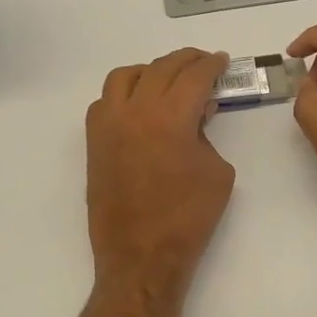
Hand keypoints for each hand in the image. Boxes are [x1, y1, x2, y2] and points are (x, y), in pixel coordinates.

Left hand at [86, 48, 235, 305]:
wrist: (141, 256)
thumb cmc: (188, 218)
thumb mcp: (217, 172)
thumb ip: (207, 134)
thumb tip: (197, 114)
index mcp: (170, 117)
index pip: (194, 76)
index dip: (212, 65)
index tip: (221, 61)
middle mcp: (135, 111)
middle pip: (161, 68)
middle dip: (186, 61)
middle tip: (203, 63)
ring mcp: (109, 125)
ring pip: (125, 77)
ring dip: (150, 70)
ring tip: (167, 79)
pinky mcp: (95, 142)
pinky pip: (104, 101)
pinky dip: (123, 94)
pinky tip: (138, 106)